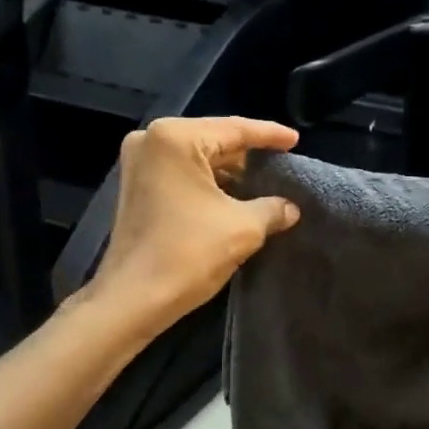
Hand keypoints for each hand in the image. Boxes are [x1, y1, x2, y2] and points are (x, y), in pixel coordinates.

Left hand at [84, 116, 301, 337]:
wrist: (133, 299)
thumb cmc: (187, 254)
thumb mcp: (243, 228)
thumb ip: (272, 208)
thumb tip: (291, 208)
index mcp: (176, 138)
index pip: (235, 129)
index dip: (270, 135)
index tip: (296, 140)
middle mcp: (151, 140)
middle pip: (214, 139)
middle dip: (248, 154)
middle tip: (282, 162)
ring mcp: (138, 163)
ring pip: (197, 158)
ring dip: (229, 171)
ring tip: (264, 181)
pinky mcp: (135, 186)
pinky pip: (182, 173)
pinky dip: (208, 183)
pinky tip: (234, 196)